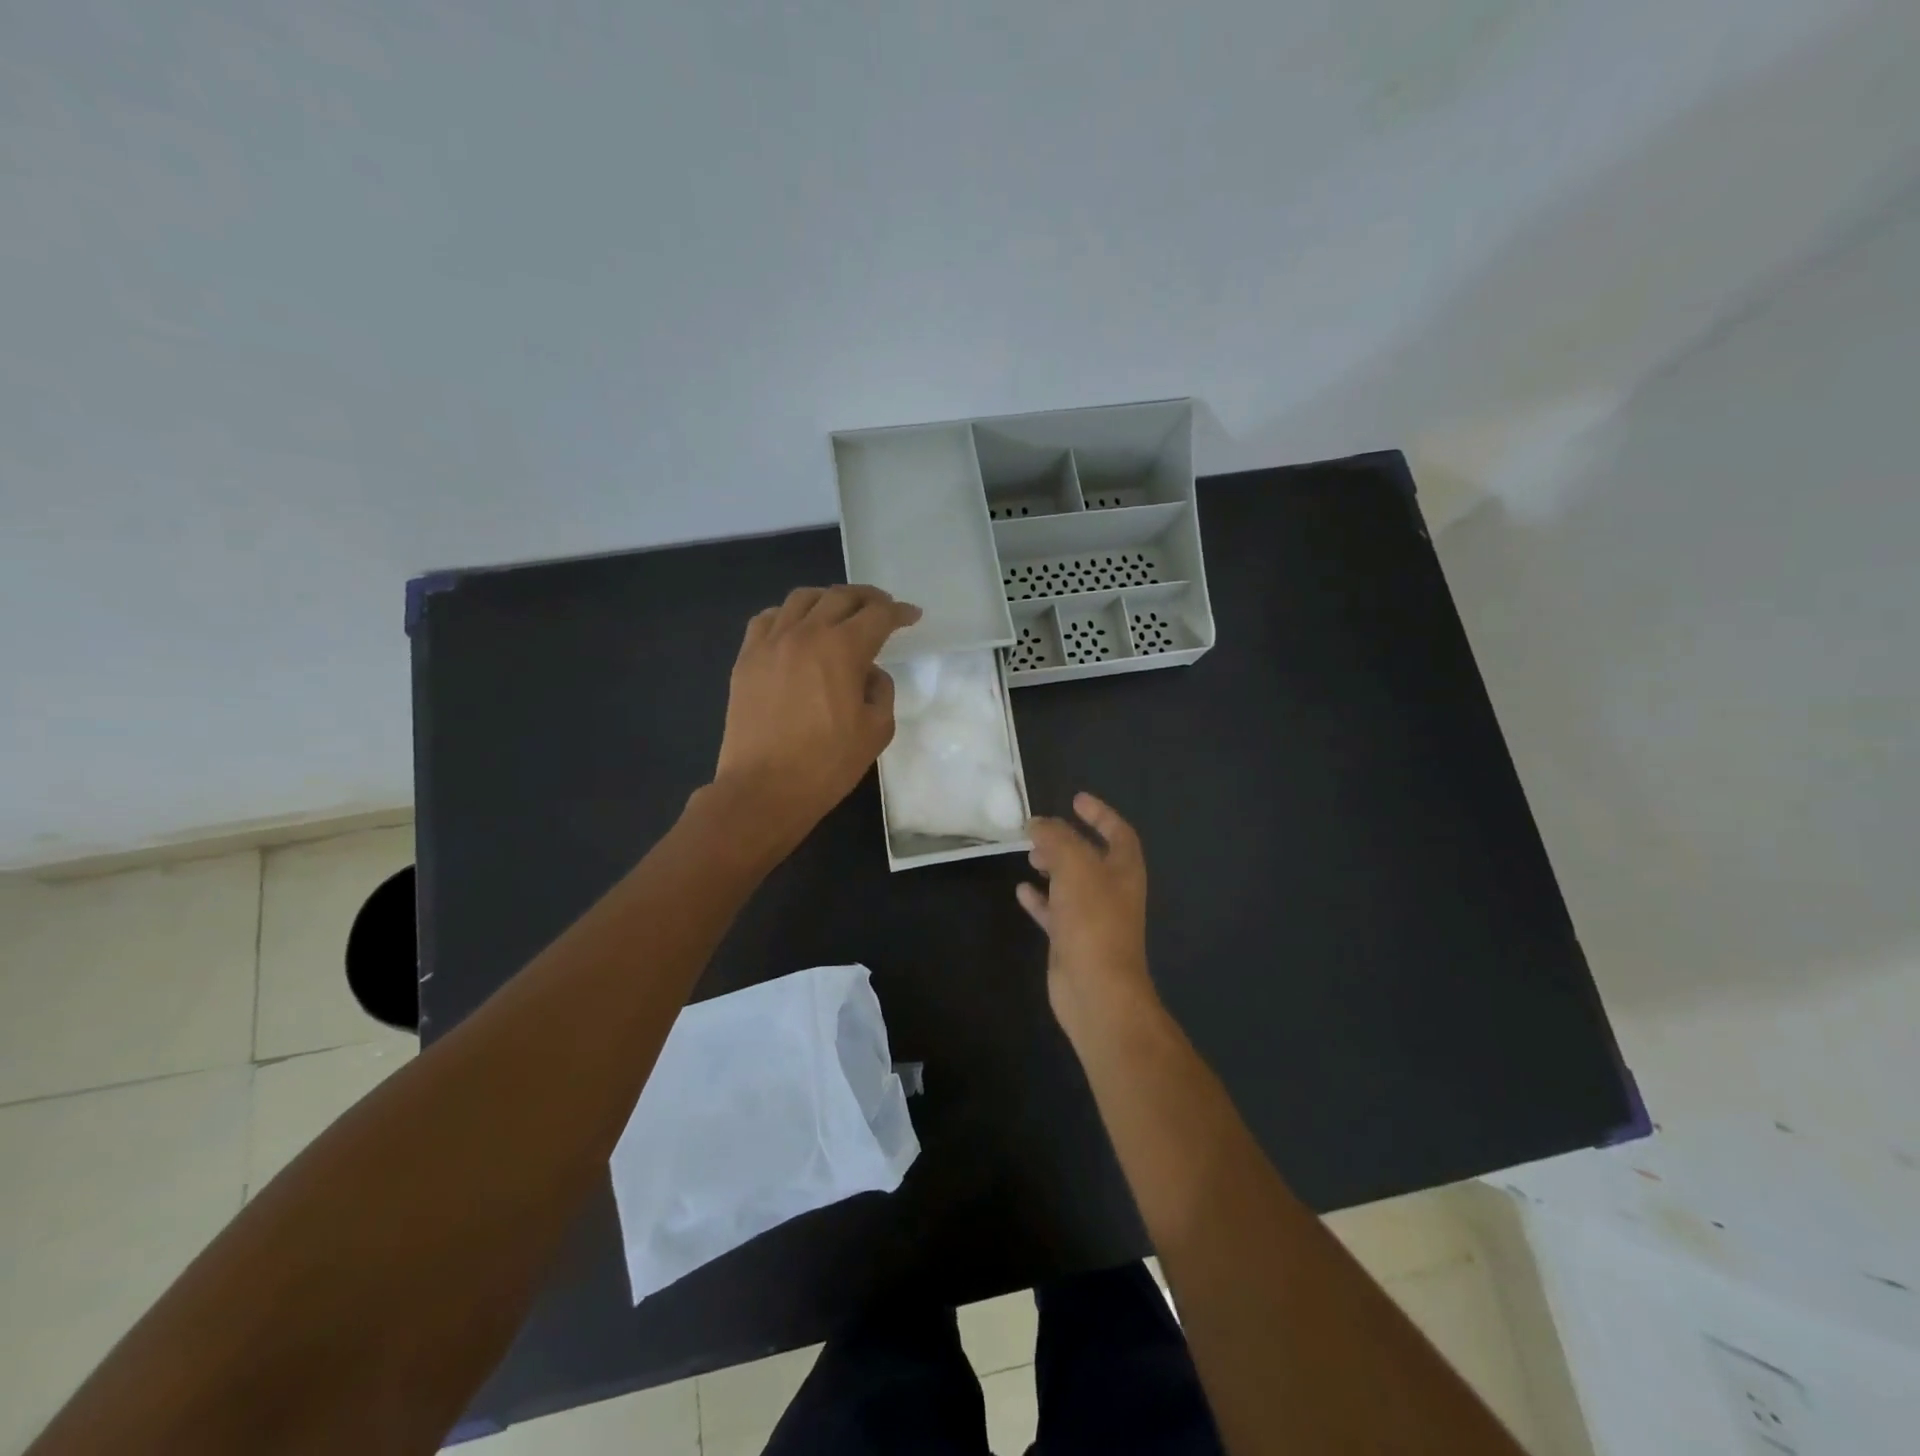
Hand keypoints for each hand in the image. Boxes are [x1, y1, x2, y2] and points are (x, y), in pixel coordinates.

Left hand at [711, 585, 921, 851]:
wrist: (764, 789)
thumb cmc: (827, 764)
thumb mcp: (876, 731)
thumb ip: (881, 691)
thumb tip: (868, 673)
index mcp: (842, 649)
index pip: (878, 616)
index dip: (899, 613)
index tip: (912, 616)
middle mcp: (805, 634)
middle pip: (840, 597)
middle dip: (867, 597)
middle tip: (882, 607)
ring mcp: (770, 643)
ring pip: (801, 599)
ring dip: (828, 599)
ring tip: (839, 612)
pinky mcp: (746, 659)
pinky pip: (767, 619)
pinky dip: (788, 615)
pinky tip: (796, 628)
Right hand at [1017, 793, 1160, 1037]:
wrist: (1096, 989)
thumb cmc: (1093, 920)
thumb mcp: (1075, 866)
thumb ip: (1056, 838)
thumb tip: (1038, 823)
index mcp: (1124, 870)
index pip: (1118, 832)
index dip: (1099, 814)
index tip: (1075, 800)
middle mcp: (1112, 891)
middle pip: (1091, 856)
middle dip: (1067, 840)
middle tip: (1039, 832)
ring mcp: (1092, 918)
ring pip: (1071, 883)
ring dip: (1052, 866)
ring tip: (1029, 855)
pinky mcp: (1072, 940)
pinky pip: (1055, 911)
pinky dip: (1039, 898)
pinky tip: (1021, 890)